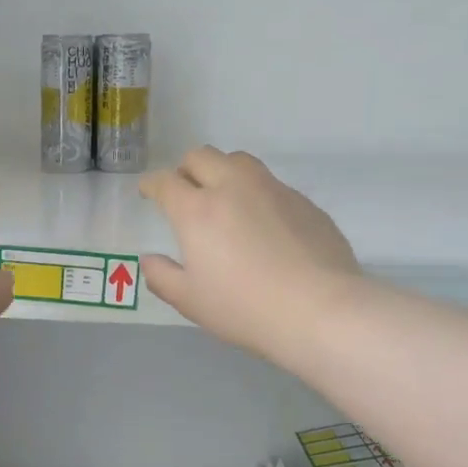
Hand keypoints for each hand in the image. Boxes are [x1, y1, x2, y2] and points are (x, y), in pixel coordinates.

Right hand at [139, 147, 359, 364]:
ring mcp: (272, 190)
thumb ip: (162, 276)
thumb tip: (150, 259)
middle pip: (201, 157)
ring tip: (223, 198)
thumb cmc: (244, 307)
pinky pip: (271, 184)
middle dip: (185, 170)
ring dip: (222, 172)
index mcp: (197, 210)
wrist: (319, 309)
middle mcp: (233, 187)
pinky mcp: (303, 201)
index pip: (165, 182)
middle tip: (185, 193)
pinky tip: (263, 224)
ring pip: (239, 161)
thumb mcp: (190, 301)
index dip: (151, 184)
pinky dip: (256, 194)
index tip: (148, 192)